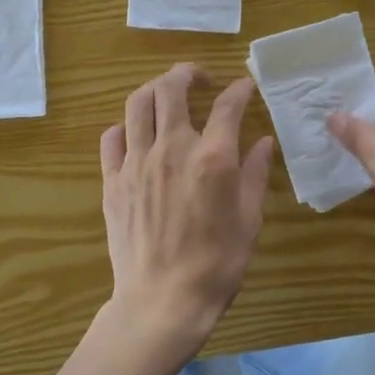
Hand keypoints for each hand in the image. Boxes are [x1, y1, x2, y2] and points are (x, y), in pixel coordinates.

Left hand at [100, 63, 274, 351]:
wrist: (162, 300)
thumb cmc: (216, 265)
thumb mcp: (249, 220)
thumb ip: (255, 174)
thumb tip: (262, 141)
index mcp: (212, 158)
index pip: (228, 105)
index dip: (239, 89)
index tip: (245, 87)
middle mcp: (172, 148)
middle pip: (171, 88)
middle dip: (188, 73)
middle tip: (200, 79)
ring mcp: (136, 163)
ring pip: (137, 103)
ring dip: (154, 90)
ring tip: (167, 96)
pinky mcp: (113, 181)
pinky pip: (111, 137)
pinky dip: (126, 126)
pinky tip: (137, 135)